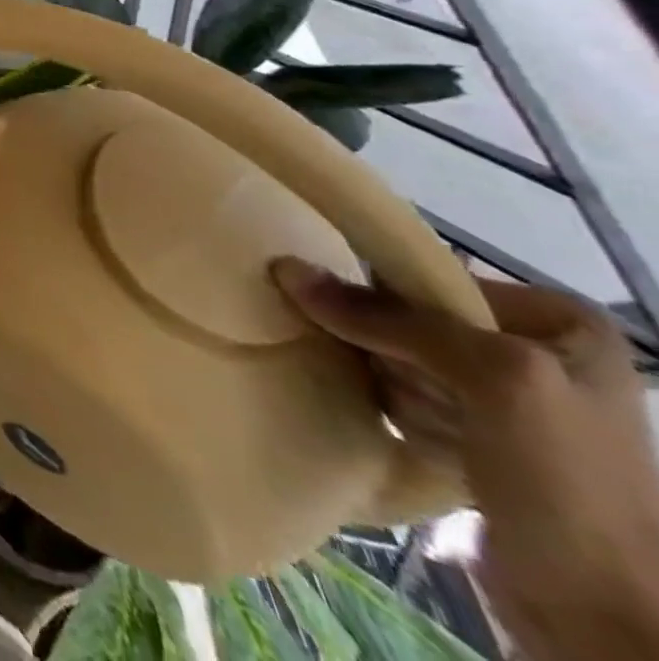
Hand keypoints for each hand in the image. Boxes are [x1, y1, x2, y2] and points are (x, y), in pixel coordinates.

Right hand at [274, 258, 658, 659]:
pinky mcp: (474, 440)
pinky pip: (402, 395)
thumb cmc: (565, 480)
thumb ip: (391, 319)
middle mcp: (535, 352)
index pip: (435, 279)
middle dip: (385, 344)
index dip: (389, 294)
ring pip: (399, 355)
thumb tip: (286, 268)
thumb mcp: (493, 378)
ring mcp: (505, 401)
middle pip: (413, 318)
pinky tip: (394, 425)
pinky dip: (386, 404)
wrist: (596, 613)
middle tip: (380, 369)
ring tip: (393, 406)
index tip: (355, 318)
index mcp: (561, 323)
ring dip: (381, 377)